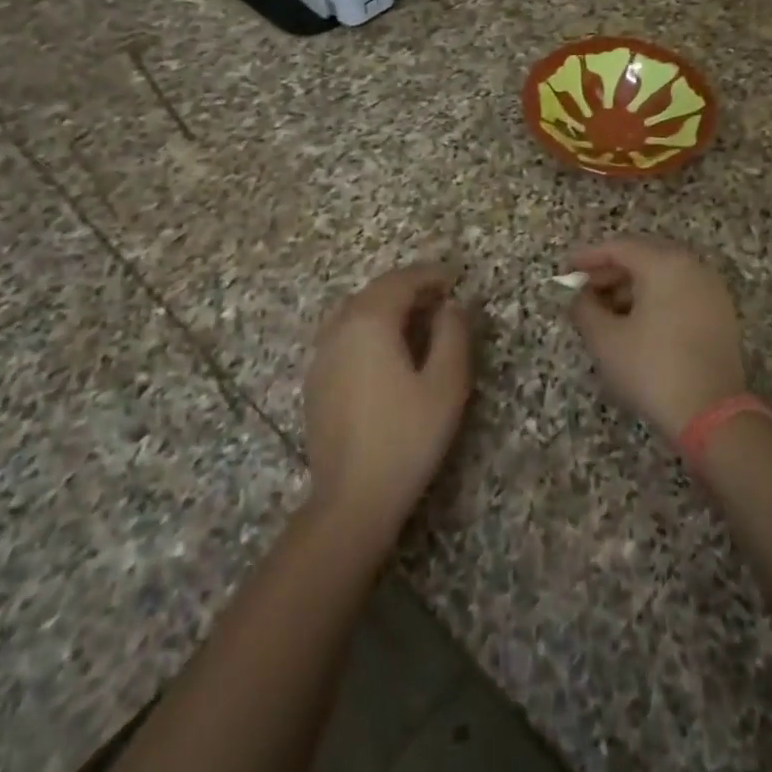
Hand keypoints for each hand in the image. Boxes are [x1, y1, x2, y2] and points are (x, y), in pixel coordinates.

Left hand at [303, 263, 473, 540]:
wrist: (352, 497)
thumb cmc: (406, 437)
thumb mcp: (446, 385)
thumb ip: (453, 334)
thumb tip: (450, 306)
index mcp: (369, 322)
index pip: (401, 280)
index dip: (430, 274)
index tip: (455, 277)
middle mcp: (339, 328)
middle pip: (375, 292)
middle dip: (409, 288)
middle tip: (441, 298)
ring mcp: (322, 355)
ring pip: (356, 313)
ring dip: (387, 307)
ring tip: (418, 321)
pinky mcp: (316, 380)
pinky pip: (344, 336)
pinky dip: (369, 329)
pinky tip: (388, 353)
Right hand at [566, 235, 746, 439]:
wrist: (711, 414)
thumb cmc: (651, 369)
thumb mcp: (605, 339)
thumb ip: (584, 308)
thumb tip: (579, 296)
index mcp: (665, 264)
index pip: (619, 247)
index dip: (587, 257)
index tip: (565, 270)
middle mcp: (693, 267)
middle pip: (644, 257)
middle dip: (609, 272)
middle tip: (583, 290)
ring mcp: (712, 291)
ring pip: (663, 276)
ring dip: (631, 287)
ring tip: (604, 311)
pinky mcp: (720, 315)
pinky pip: (680, 293)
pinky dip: (655, 299)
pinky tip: (635, 324)